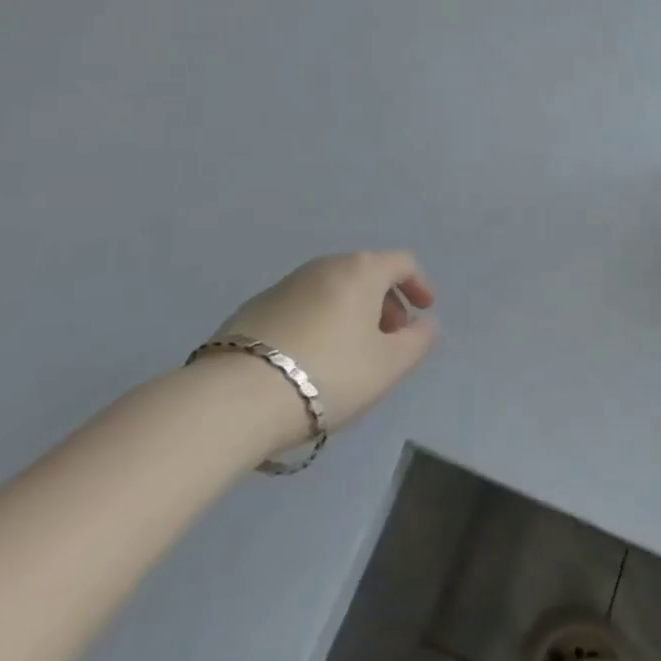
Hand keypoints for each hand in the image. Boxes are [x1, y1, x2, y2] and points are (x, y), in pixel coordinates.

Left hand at [210, 251, 437, 433]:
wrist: (235, 397)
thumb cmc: (327, 374)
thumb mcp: (387, 366)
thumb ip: (417, 342)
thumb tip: (425, 324)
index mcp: (362, 270)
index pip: (402, 262)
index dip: (419, 284)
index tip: (424, 311)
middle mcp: (325, 265)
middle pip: (367, 273)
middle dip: (385, 302)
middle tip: (390, 338)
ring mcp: (286, 284)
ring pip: (333, 289)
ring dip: (351, 312)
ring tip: (351, 353)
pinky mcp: (255, 307)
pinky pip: (304, 306)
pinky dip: (320, 321)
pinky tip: (311, 359)